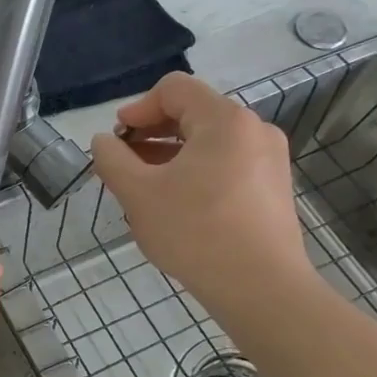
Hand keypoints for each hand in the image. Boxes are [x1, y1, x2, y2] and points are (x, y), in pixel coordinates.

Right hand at [88, 72, 315, 319]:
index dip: (137, 108)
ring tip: (143, 190)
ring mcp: (268, 160)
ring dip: (168, 156)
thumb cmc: (195, 232)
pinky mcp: (272, 188)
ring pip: (207, 142)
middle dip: (150, 135)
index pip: (174, 89)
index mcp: (224, 121)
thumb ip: (112, 159)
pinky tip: (175, 206)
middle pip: (191, 113)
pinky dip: (194, 172)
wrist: (261, 288)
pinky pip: (224, 164)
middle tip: (123, 167)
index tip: (117, 141)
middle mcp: (253, 130)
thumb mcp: (137, 193)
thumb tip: (104, 141)